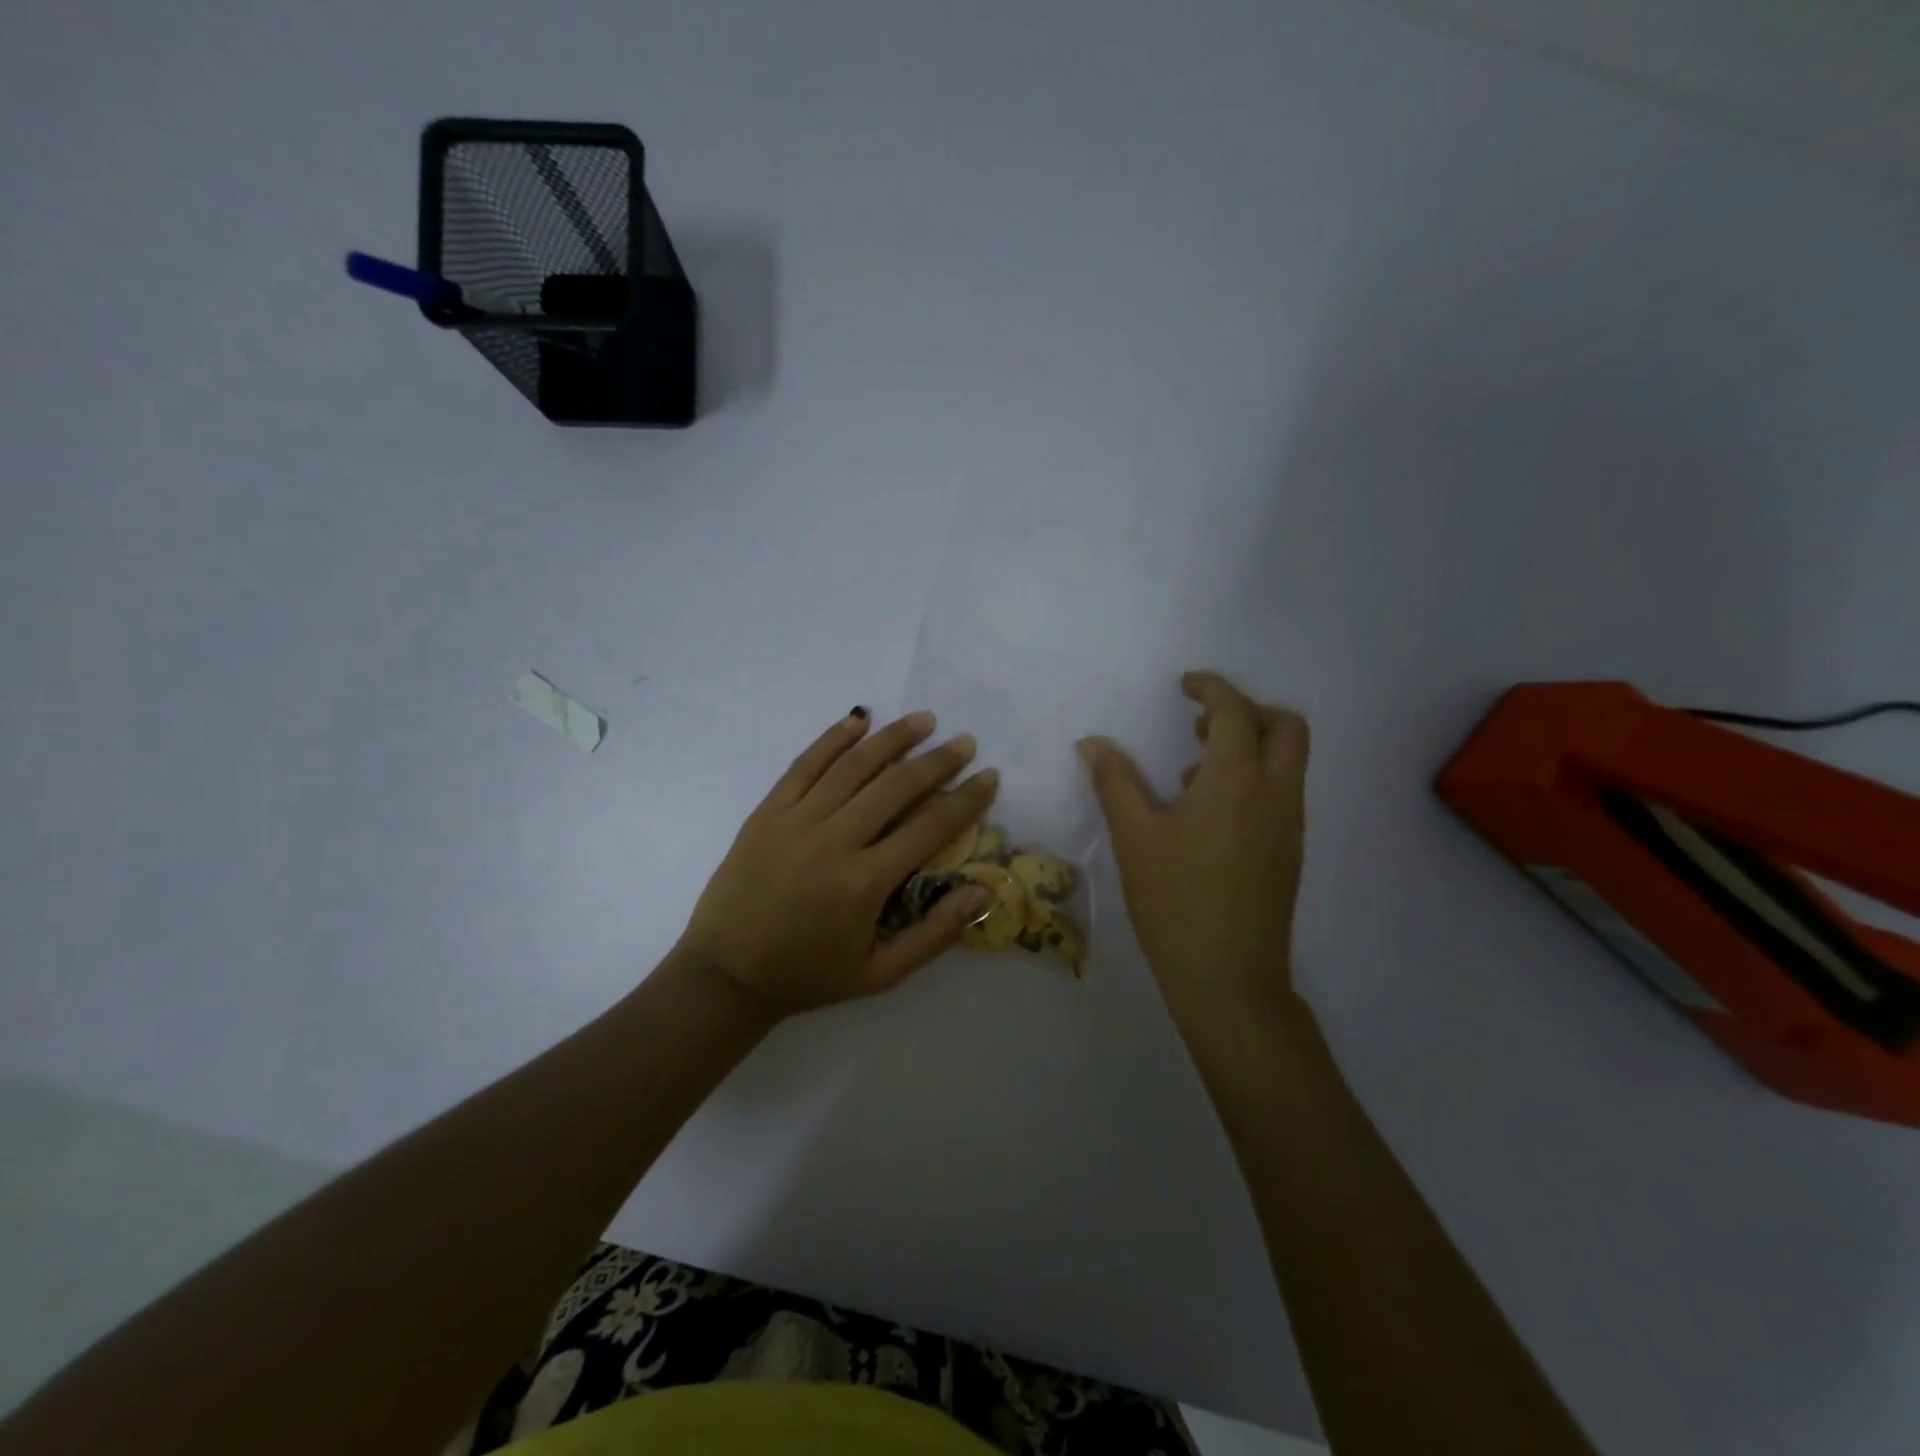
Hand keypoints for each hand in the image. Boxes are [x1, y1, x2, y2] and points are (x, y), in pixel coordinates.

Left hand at [679, 708, 999, 1017]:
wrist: (726, 973)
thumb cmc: (809, 975)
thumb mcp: (881, 973)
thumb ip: (935, 934)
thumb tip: (983, 892)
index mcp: (865, 882)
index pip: (929, 827)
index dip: (965, 800)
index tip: (989, 776)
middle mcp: (834, 841)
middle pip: (896, 786)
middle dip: (937, 761)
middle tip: (964, 743)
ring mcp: (796, 820)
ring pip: (852, 766)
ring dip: (892, 739)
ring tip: (923, 721)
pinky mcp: (767, 812)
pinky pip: (804, 765)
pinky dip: (833, 738)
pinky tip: (858, 720)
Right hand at [1078, 672, 1307, 1029]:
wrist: (1229, 977)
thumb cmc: (1175, 901)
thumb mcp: (1135, 837)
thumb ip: (1115, 781)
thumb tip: (1093, 742)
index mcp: (1237, 781)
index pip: (1235, 712)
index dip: (1211, 688)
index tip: (1185, 685)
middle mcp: (1275, 794)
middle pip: (1286, 727)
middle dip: (1247, 710)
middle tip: (1199, 724)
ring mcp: (1289, 825)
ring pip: (1288, 761)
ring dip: (1250, 745)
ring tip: (1192, 768)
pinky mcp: (1289, 852)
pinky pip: (1281, 792)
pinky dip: (1253, 778)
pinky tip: (1206, 813)